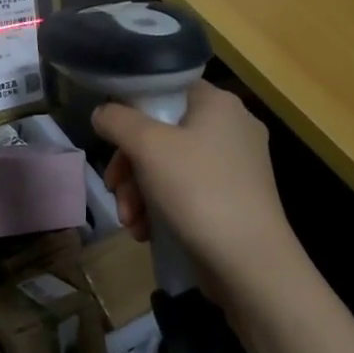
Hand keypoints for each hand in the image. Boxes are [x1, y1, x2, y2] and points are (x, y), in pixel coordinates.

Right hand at [95, 81, 304, 302]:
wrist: (251, 264)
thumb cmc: (199, 191)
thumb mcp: (148, 147)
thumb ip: (117, 120)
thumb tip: (102, 112)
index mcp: (218, 103)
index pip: (166, 88)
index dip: (132, 111)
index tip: (112, 141)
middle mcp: (232, 127)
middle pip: (162, 133)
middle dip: (130, 166)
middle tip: (115, 191)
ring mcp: (237, 166)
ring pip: (171, 166)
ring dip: (140, 192)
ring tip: (130, 222)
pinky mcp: (236, 199)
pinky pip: (188, 191)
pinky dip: (163, 207)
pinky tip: (147, 232)